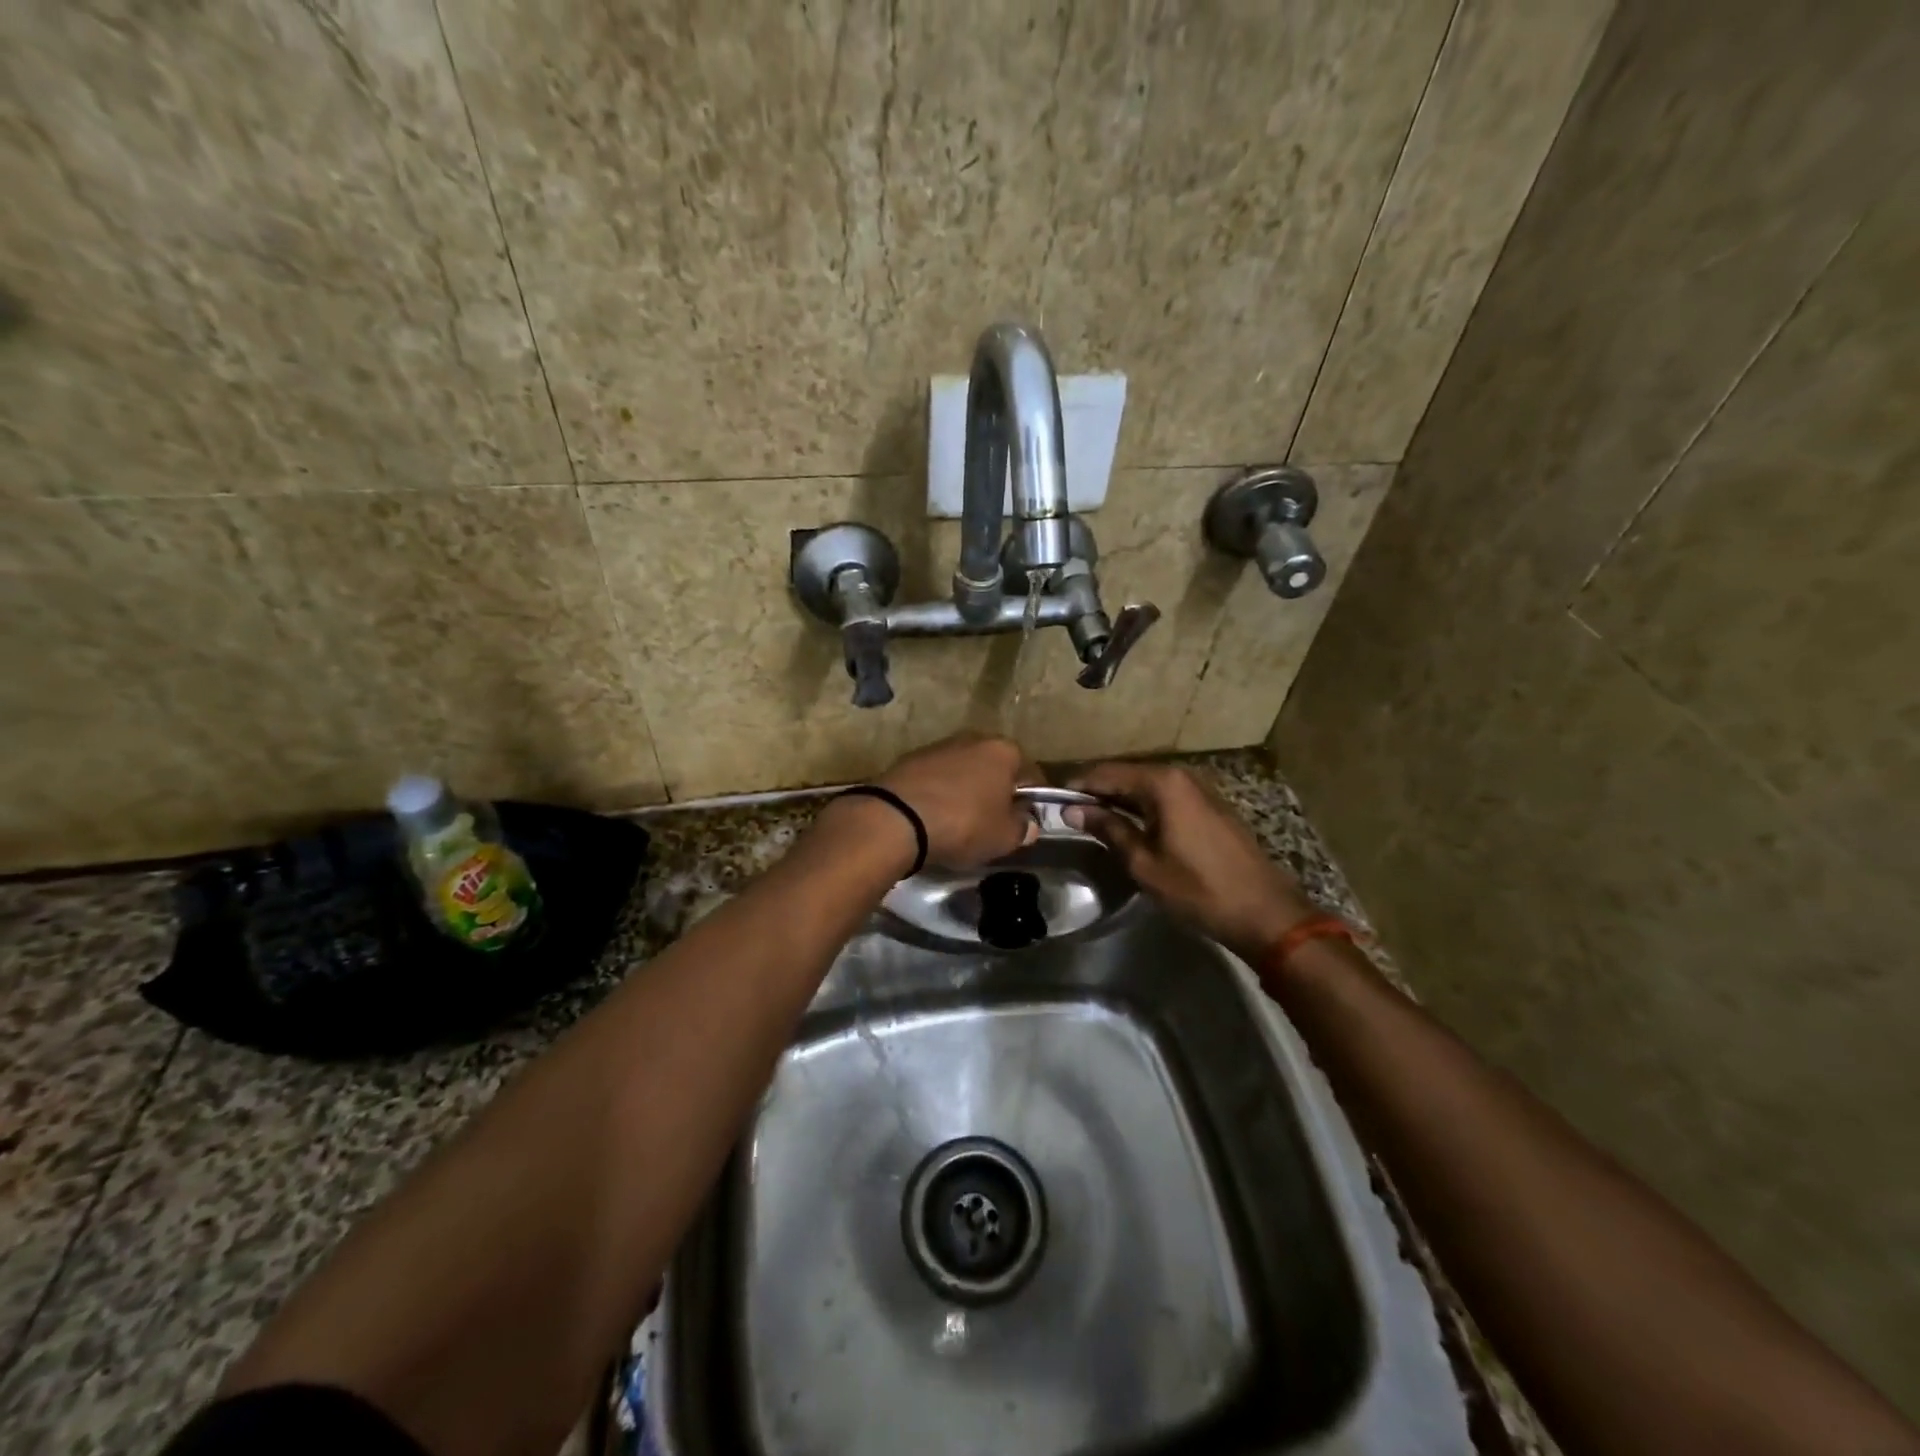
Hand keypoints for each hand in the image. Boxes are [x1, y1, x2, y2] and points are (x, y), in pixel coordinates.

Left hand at [875, 732, 1042, 868]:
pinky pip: (936, 777)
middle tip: (993, 821)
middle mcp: (974, 739)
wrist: (897, 818)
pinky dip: (939, 792)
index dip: (1031, 800)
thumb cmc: (963, 824)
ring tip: (960, 820)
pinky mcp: (910, 758)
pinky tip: (934, 816)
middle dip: (996, 791)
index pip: (1030, 774)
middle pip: (994, 768)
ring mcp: (939, 746)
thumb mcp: (1004, 837)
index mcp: (1004, 751)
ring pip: (963, 770)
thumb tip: (1027, 823)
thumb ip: (1022, 828)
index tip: (1026, 821)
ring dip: (966, 790)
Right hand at [1065, 760, 1313, 958]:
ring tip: (1091, 818)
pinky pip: (1165, 796)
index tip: (1052, 798)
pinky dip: (1142, 805)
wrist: (1264, 911)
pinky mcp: (1209, 805)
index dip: (1078, 785)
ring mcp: (1199, 788)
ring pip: (1146, 785)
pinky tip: (1128, 823)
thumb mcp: (1144, 863)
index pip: (1107, 773)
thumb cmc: (1198, 889)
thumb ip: (1107, 829)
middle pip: (1127, 774)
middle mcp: (1181, 775)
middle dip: (1097, 790)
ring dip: (1119, 798)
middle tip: (1068, 810)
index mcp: (1162, 783)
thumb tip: (1072, 810)